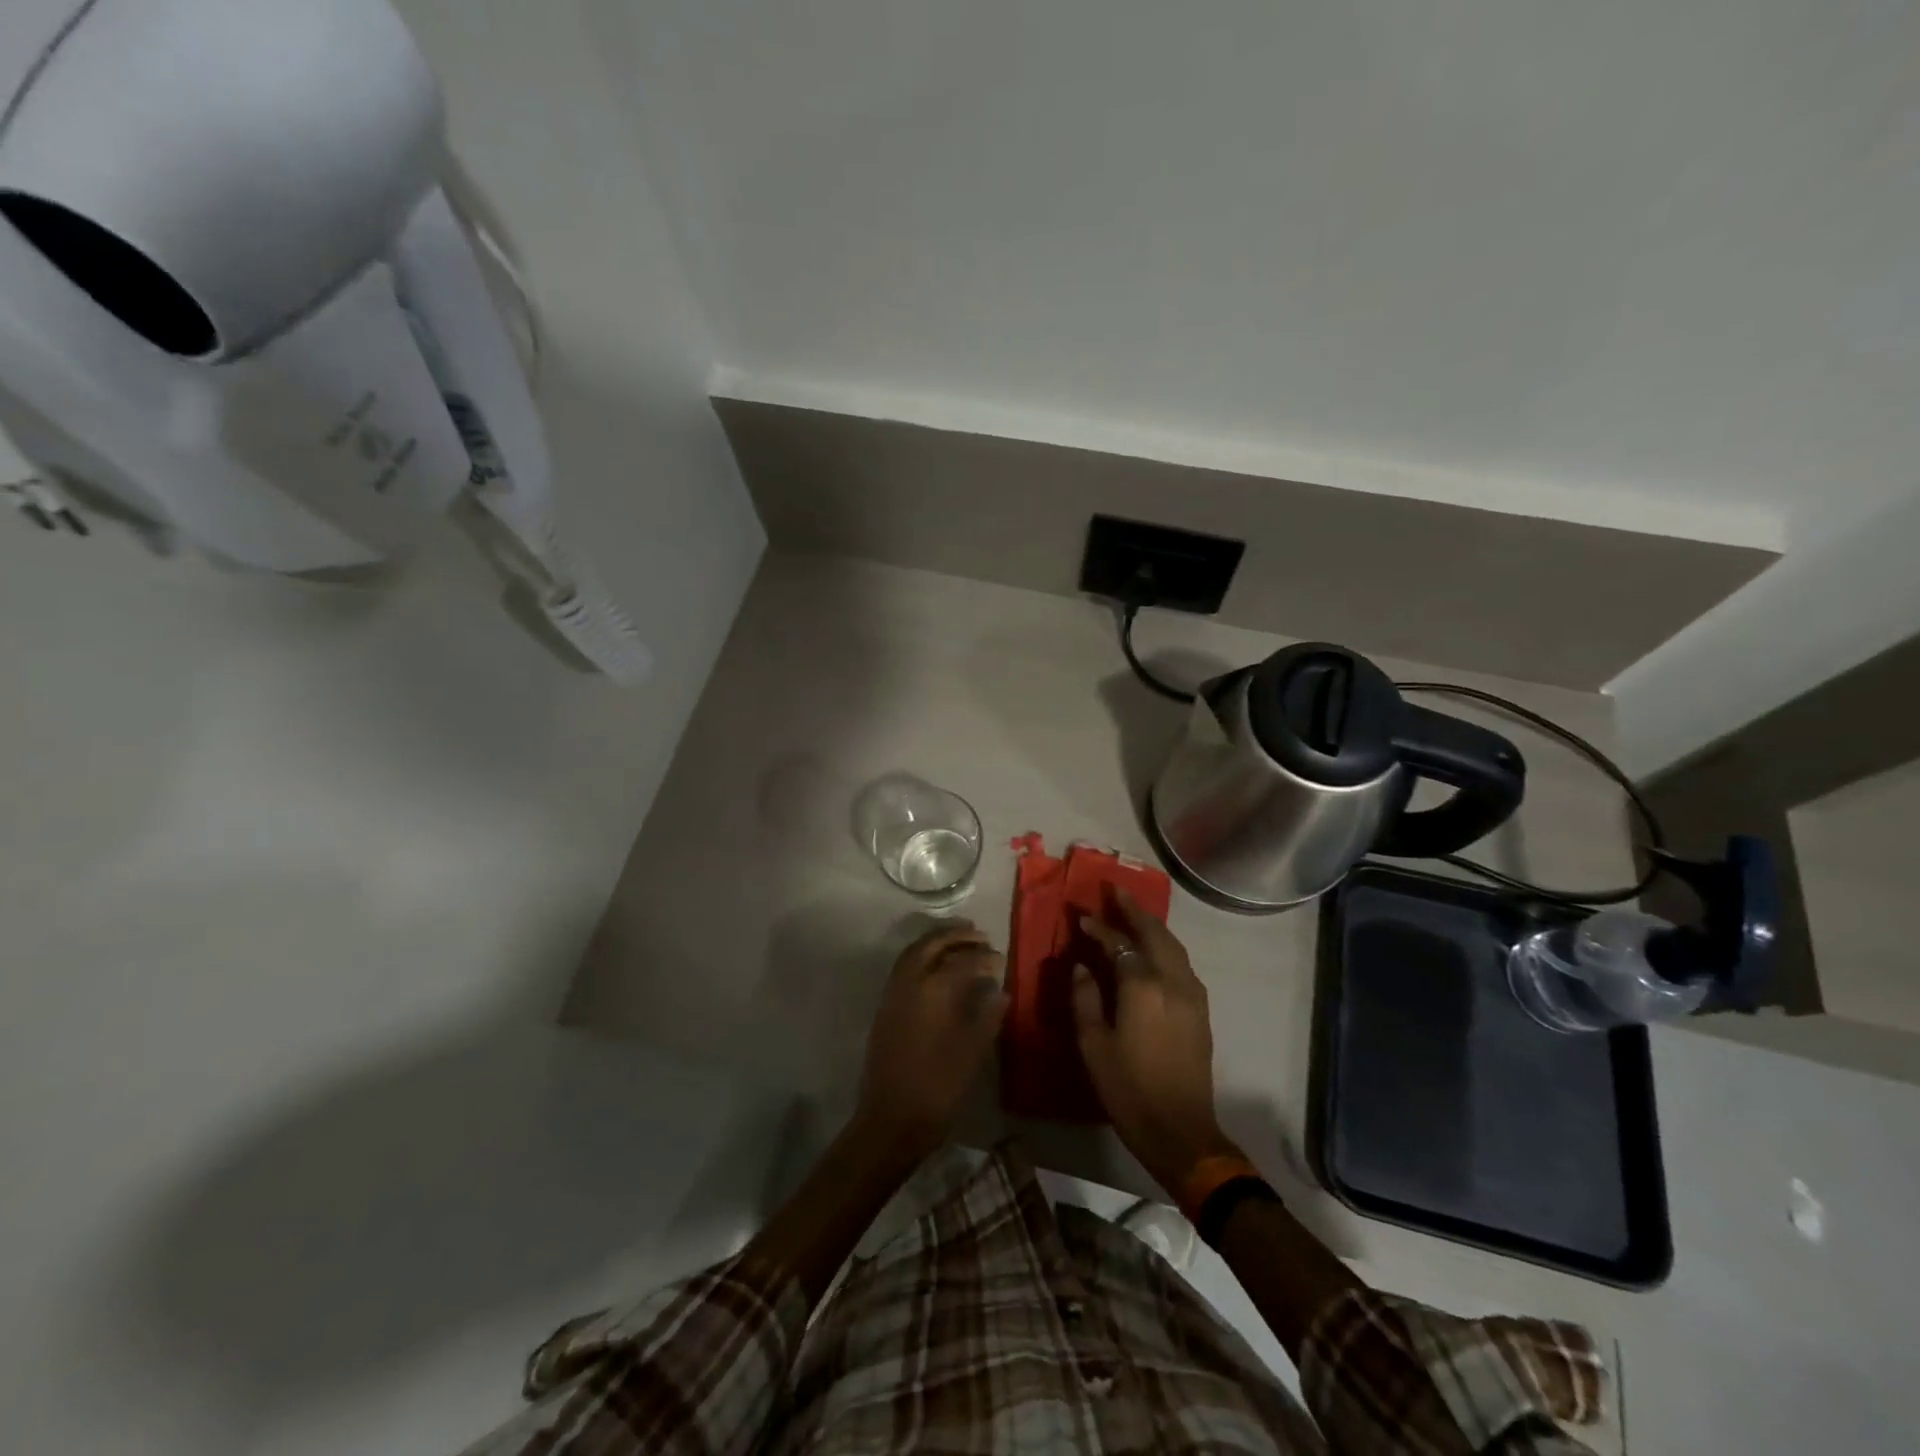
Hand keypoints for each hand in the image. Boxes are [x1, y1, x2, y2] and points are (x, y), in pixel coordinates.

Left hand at [857, 923, 1007, 1155]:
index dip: (984, 957)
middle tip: (978, 933)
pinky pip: (903, 967)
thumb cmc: (938, 1087)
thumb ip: (987, 1017)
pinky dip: (921, 956)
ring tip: (959, 942)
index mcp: (933, 991)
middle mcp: (909, 983)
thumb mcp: (972, 1052)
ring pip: (913, 953)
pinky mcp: (885, 1008)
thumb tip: (1001, 992)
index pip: (962, 961)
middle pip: (930, 944)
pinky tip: (937, 968)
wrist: (891, 1119)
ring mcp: (892, 994)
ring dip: (935, 942)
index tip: (1000, 958)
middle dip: (955, 935)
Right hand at [1073, 889, 1239, 1192]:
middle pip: (1153, 933)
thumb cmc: (1128, 1089)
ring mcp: (1192, 994)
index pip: (1118, 943)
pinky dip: (1165, 945)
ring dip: (1152, 925)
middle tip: (1115, 890)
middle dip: (1133, 909)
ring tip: (1133, 912)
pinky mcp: (1201, 1009)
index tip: (1081, 916)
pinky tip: (1154, 949)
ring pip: (1172, 945)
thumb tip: (1081, 966)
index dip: (1099, 927)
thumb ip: (1084, 998)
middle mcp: (1172, 980)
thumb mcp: (1093, 1045)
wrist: (1181, 1131)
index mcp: (1142, 986)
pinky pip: (1181, 963)